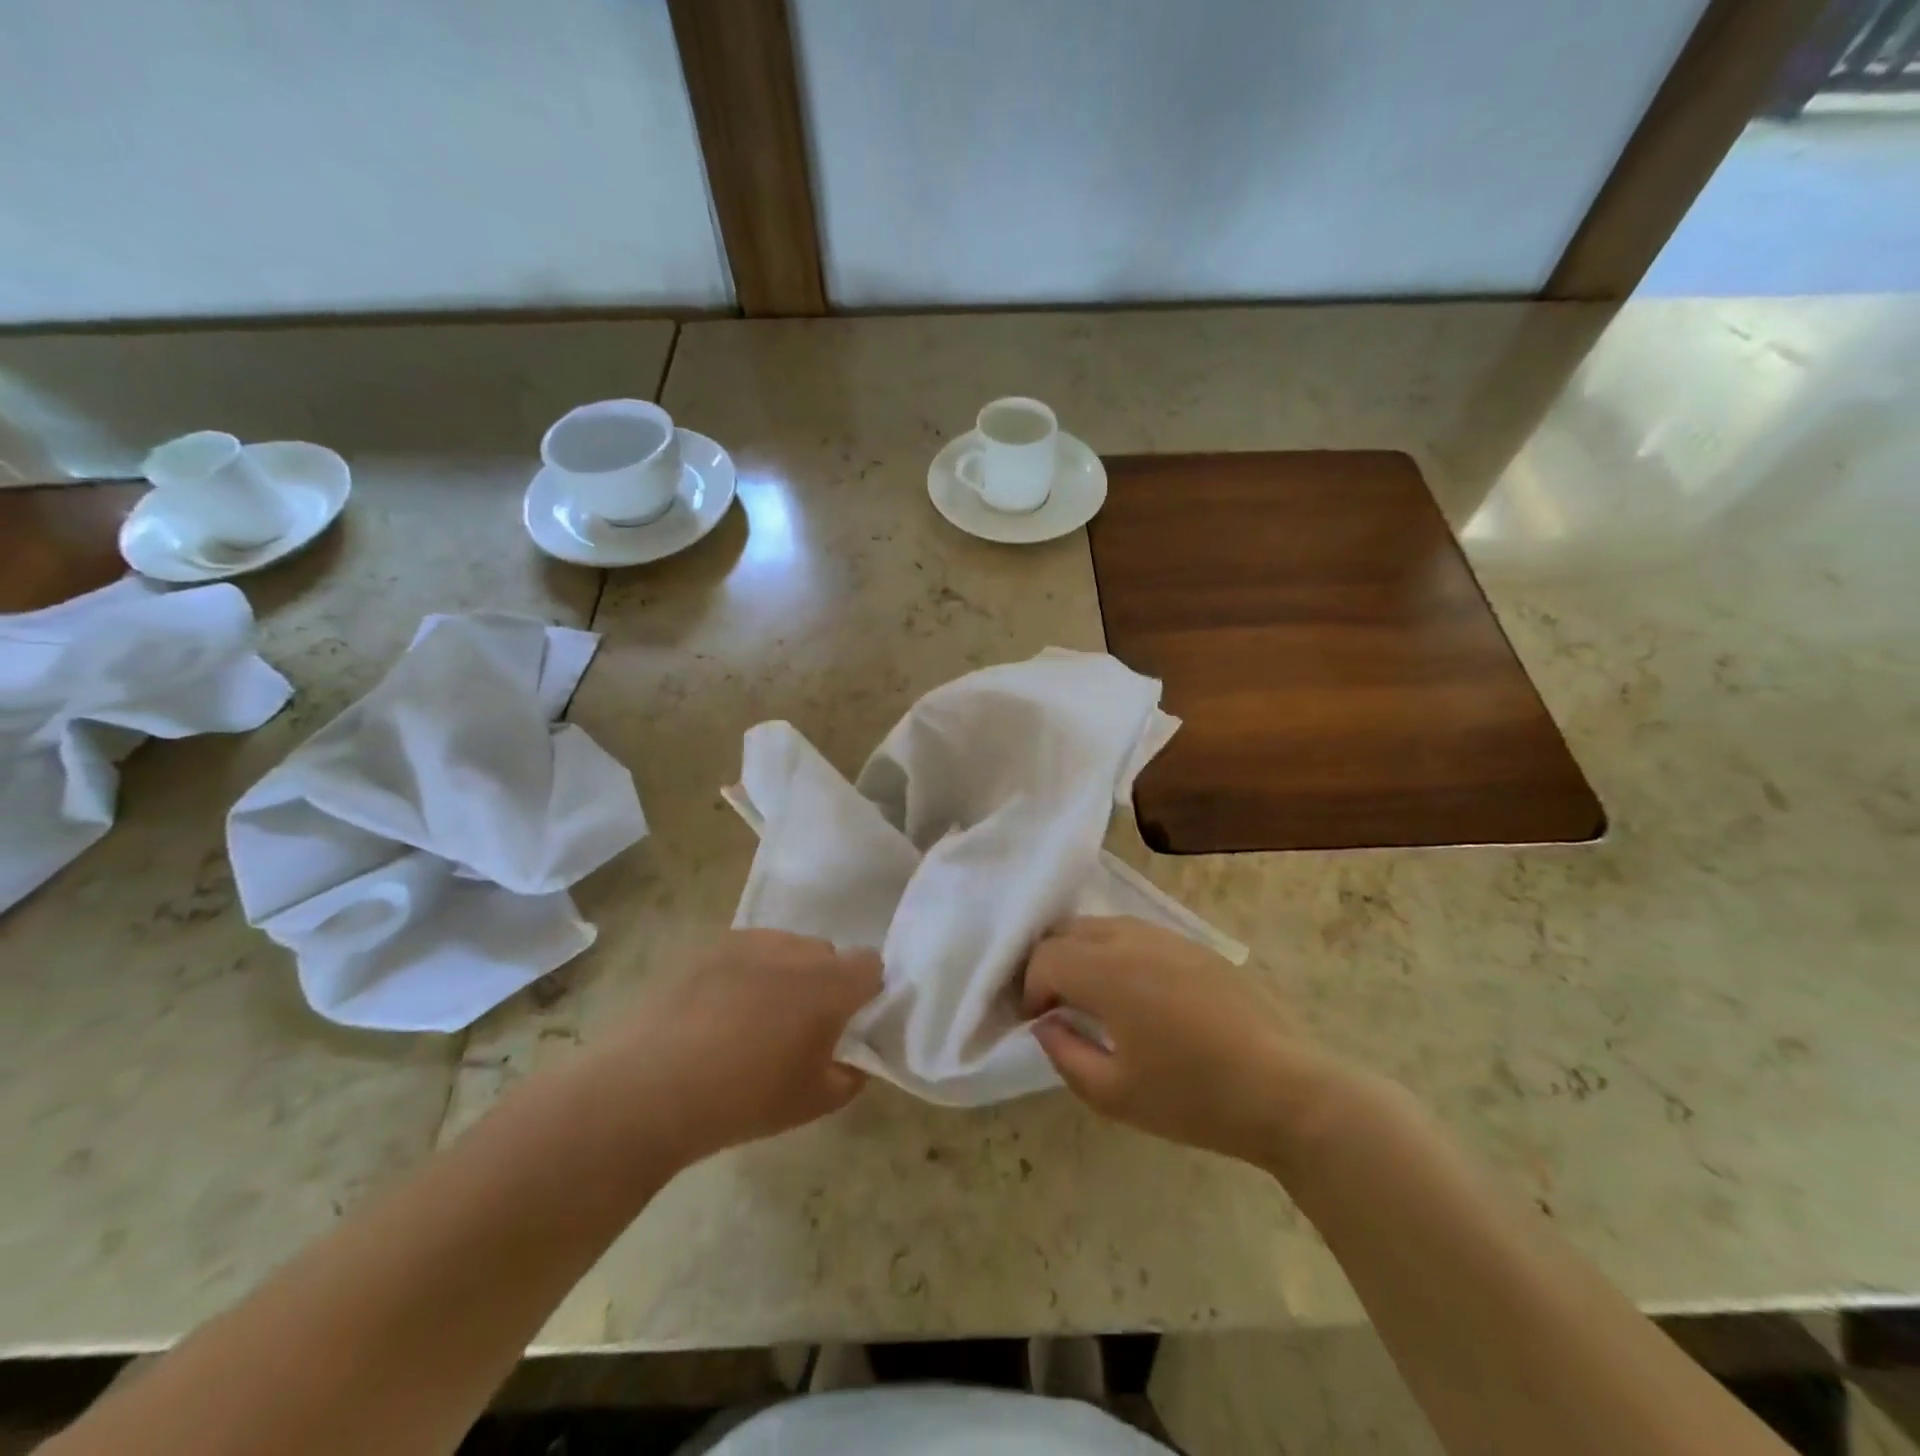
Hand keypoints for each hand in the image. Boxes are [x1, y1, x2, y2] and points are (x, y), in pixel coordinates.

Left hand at [592, 930, 881, 1165]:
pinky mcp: (707, 946)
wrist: (650, 1088)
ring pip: (784, 947)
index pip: (871, 965)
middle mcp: (795, 950)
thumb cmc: (743, 1099)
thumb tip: (853, 1059)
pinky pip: (743, 951)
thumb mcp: (813, 1103)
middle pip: (826, 953)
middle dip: (822, 981)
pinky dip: (743, 971)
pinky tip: (716, 1010)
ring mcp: (748, 942)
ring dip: (783, 972)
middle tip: (798, 1025)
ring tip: (752, 1016)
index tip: (847, 1022)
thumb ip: (850, 1076)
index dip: (865, 991)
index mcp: (830, 985)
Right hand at [1023, 916, 1349, 1166]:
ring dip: (1083, 953)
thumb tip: (1044, 1024)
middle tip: (1057, 1005)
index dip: (1031, 989)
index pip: (1046, 958)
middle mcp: (1132, 939)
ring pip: (1104, 926)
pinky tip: (1136, 992)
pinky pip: (1138, 933)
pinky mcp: (1196, 946)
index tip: (1040, 1023)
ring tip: (1092, 997)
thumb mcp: (1114, 1095)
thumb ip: (1064, 1054)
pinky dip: (1117, 952)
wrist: (1284, 1090)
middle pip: (1069, 931)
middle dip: (1051, 963)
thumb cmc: (1192, 1097)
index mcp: (1108, 971)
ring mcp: (1168, 937)